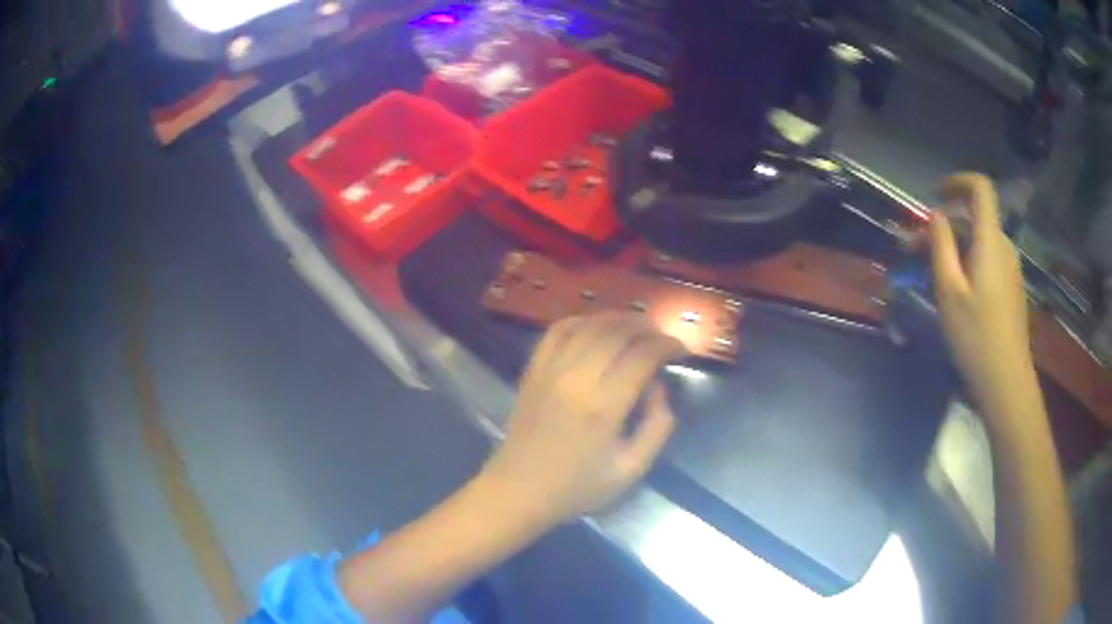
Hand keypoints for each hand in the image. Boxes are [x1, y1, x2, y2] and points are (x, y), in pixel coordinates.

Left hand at [480, 312, 685, 527]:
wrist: (518, 491)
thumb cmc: (577, 487)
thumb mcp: (630, 470)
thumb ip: (657, 428)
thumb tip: (659, 389)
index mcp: (603, 407)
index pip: (642, 355)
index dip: (668, 345)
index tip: (681, 350)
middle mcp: (576, 379)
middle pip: (617, 331)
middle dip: (647, 327)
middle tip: (663, 338)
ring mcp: (550, 370)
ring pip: (589, 324)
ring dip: (619, 319)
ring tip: (638, 328)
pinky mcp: (533, 370)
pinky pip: (557, 330)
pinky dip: (582, 320)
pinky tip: (597, 327)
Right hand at [930, 173, 1033, 416]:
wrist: (1006, 382)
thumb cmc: (976, 337)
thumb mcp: (949, 291)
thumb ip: (941, 246)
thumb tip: (936, 215)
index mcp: (990, 241)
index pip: (981, 188)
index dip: (958, 182)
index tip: (937, 195)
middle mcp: (1004, 247)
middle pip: (975, 219)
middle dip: (945, 226)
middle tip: (916, 250)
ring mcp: (1010, 269)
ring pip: (980, 242)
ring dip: (954, 247)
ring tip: (931, 274)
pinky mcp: (1011, 289)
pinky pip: (987, 261)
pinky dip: (968, 263)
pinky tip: (955, 291)